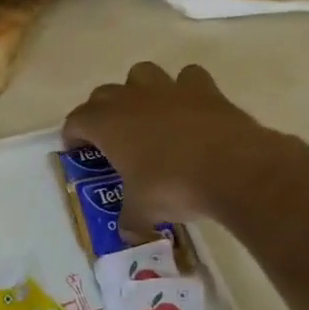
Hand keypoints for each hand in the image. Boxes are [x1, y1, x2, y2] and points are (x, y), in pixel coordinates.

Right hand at [61, 62, 301, 233]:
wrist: (236, 169)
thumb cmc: (174, 186)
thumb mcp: (143, 211)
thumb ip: (131, 220)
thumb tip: (129, 235)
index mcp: (107, 124)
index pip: (76, 121)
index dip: (73, 136)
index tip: (77, 152)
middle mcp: (132, 99)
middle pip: (103, 94)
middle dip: (100, 112)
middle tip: (110, 139)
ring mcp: (169, 89)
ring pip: (141, 74)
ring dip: (138, 90)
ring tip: (147, 115)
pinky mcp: (205, 90)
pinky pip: (187, 77)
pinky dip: (184, 89)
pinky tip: (189, 109)